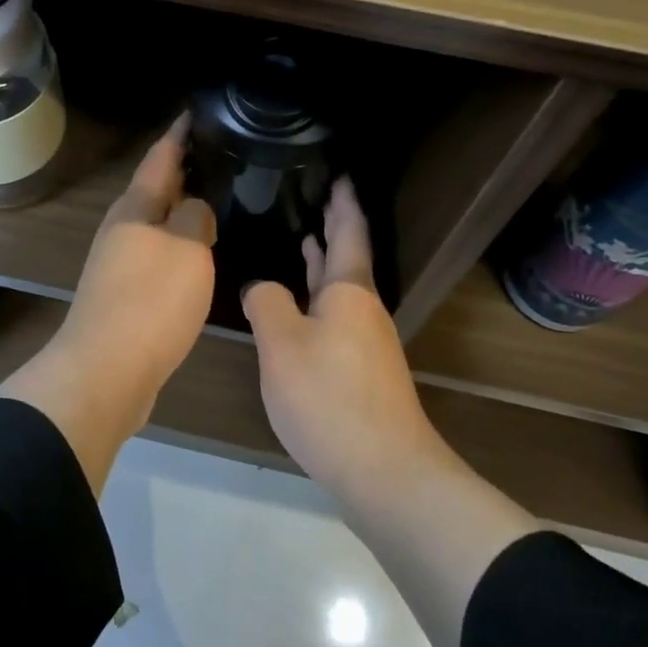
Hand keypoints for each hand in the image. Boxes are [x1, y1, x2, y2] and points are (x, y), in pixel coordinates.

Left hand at [51, 113, 216, 419]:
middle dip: (183, 171)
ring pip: (157, 225)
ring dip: (181, 210)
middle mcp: (123, 230)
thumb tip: (194, 208)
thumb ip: (195, 218)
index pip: (160, 158)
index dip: (179, 134)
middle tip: (218, 156)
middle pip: (155, 190)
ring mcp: (120, 264)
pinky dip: (179, 246)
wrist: (106, 372)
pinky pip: (158, 256)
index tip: (196, 112)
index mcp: (136, 209)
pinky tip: (198, 254)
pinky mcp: (125, 295)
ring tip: (215, 200)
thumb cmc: (150, 302)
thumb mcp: (187, 249)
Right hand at [242, 179, 442, 499]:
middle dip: (334, 228)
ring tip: (304, 241)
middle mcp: (363, 310)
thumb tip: (263, 288)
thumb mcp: (282, 344)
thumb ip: (267, 303)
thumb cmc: (329, 398)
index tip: (340, 174)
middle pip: (348, 258)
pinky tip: (302, 309)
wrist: (384, 472)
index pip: (348, 232)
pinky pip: (336, 317)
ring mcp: (366, 343)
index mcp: (349, 291)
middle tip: (317, 197)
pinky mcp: (361, 372)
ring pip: (341, 290)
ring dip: (324, 264)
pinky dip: (319, 299)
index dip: (343, 202)